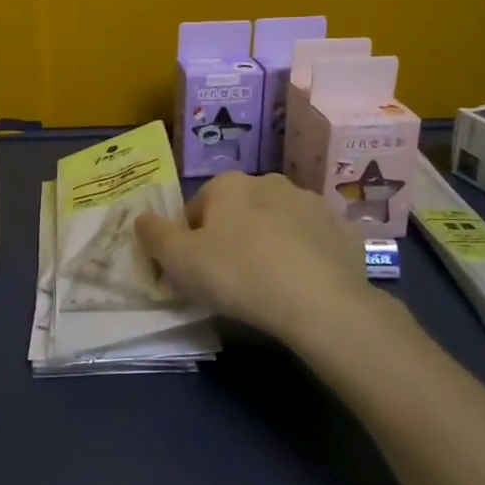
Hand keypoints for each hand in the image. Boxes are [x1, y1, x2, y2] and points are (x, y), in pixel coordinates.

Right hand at [134, 171, 372, 344]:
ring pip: (278, 223)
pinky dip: (306, 257)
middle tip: (231, 280)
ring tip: (269, 286)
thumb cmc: (238, 274)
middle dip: (232, 238)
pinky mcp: (344, 231)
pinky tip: (302, 287)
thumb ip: (154, 235)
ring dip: (270, 244)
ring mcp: (312, 204)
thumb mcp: (180, 261)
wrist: (320, 302)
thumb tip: (141, 218)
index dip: (191, 241)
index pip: (197, 209)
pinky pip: (314, 242)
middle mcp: (270, 182)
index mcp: (229, 184)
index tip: (196, 272)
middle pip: (239, 212)